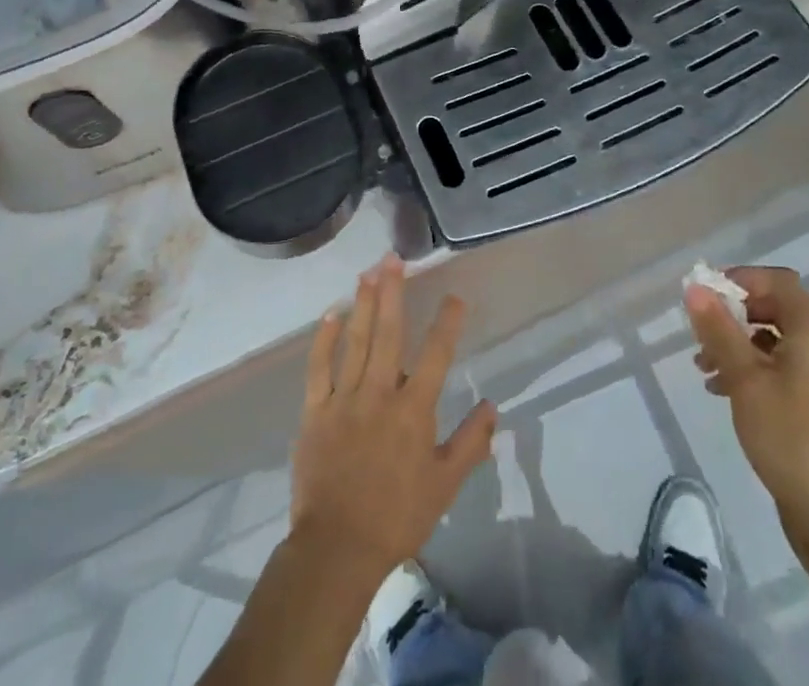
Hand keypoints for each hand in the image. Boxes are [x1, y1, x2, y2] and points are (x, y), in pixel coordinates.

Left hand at [291, 256, 496, 578]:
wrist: (337, 548)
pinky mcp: (315, 411)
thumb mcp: (444, 485)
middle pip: (389, 333)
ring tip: (369, 272)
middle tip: (394, 259)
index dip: (447, 321)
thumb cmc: (397, 516)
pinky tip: (332, 314)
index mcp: (413, 409)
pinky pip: (319, 367)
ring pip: (355, 341)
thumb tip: (493, 406)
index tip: (454, 296)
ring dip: (363, 304)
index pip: (436, 354)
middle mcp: (379, 393)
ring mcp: (344, 398)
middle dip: (393, 292)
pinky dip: (324, 339)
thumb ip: (470, 443)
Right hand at [686, 266, 808, 535]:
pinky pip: (775, 367)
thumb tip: (695, 287)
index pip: (777, 281)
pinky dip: (747, 368)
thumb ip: (719, 329)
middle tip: (700, 329)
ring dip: (735, 342)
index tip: (707, 295)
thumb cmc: (790, 437)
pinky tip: (719, 389)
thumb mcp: (745, 378)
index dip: (742, 279)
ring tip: (702, 365)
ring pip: (771, 338)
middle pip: (773, 307)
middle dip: (733, 313)